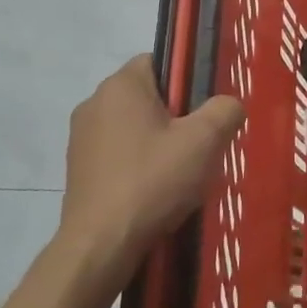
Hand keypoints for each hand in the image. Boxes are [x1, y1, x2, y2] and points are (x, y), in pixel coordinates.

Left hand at [58, 56, 243, 292]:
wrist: (100, 245)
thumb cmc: (153, 181)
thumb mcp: (205, 141)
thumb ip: (225, 110)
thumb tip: (229, 105)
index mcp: (121, 84)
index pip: (160, 61)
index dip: (187, 82)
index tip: (203, 111)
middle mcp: (94, 102)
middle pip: (148, 96)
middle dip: (175, 116)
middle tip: (198, 145)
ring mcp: (80, 137)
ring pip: (133, 127)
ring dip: (156, 143)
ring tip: (179, 174)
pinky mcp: (77, 169)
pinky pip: (117, 154)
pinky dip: (137, 165)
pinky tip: (154, 192)